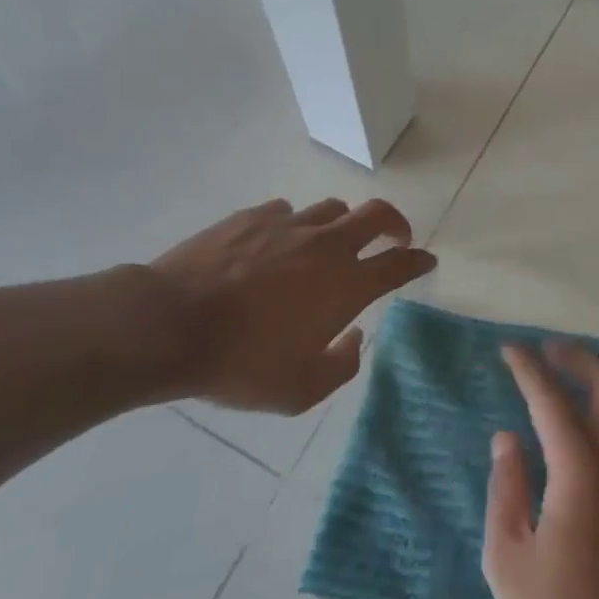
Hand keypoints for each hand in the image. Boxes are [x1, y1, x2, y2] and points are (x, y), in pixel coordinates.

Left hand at [142, 197, 435, 413]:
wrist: (171, 325)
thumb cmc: (241, 363)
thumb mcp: (299, 390)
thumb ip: (341, 365)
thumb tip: (354, 337)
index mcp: (346, 284)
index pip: (399, 264)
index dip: (418, 261)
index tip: (426, 260)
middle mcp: (327, 245)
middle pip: (377, 214)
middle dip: (395, 222)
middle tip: (395, 236)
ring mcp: (289, 225)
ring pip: (332, 208)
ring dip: (343, 224)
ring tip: (331, 243)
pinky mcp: (252, 216)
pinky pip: (287, 212)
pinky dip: (294, 226)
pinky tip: (277, 244)